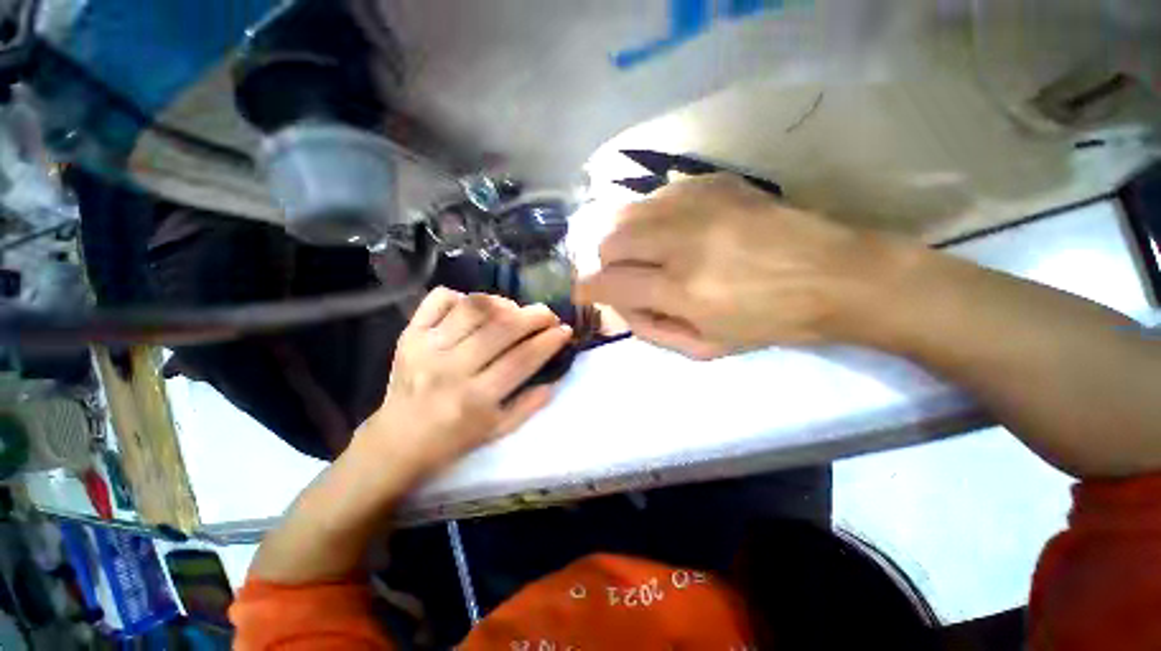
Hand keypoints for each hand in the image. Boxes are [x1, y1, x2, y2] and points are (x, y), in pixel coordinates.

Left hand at [357, 287, 571, 479]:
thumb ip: (529, 405)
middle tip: (548, 314)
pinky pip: (439, 300)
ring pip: (473, 308)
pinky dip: (462, 296)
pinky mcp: (409, 335)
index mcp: (475, 399)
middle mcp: (451, 369)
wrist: (397, 440)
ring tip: (514, 310)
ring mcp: (426, 348)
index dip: (549, 341)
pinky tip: (475, 307)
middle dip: (534, 316)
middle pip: (502, 328)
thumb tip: (554, 377)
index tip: (565, 330)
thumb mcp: (498, 431)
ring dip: (502, 303)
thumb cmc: (453, 439)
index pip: (522, 359)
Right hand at [575, 174, 884, 358]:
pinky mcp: (715, 183)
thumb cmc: (770, 322)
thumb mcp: (707, 347)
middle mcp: (683, 240)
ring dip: (625, 239)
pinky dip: (652, 217)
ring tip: (645, 253)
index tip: (583, 293)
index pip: (610, 283)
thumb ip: (653, 329)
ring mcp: (699, 204)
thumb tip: (620, 306)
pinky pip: (658, 195)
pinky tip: (671, 230)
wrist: (836, 276)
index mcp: (684, 288)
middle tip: (623, 276)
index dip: (587, 290)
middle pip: (611, 241)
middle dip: (606, 264)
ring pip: (627, 212)